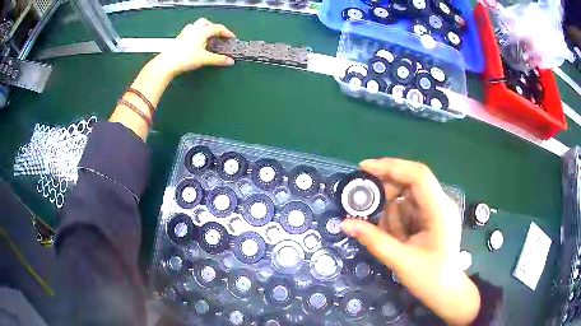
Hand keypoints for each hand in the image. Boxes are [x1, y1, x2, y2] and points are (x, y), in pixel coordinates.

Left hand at [153, 18, 235, 77]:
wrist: (167, 63)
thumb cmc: (186, 58)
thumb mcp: (205, 59)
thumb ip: (218, 59)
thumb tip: (230, 61)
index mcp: (202, 31)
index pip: (217, 27)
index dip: (226, 32)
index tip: (230, 37)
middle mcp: (193, 29)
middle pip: (205, 22)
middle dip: (212, 26)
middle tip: (216, 34)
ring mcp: (184, 33)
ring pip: (195, 25)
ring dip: (201, 29)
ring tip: (204, 37)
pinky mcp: (177, 39)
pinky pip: (187, 32)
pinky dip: (193, 35)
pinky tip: (193, 43)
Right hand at [341, 158, 479, 324]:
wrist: (445, 291)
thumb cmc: (429, 278)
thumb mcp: (400, 261)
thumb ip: (374, 240)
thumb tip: (345, 223)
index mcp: (440, 210)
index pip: (418, 176)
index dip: (391, 167)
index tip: (363, 168)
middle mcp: (440, 203)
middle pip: (409, 183)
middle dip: (386, 195)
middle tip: (366, 209)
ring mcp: (435, 209)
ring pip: (404, 198)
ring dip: (391, 216)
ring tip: (394, 241)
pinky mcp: (430, 217)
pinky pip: (407, 209)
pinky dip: (396, 222)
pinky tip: (398, 240)